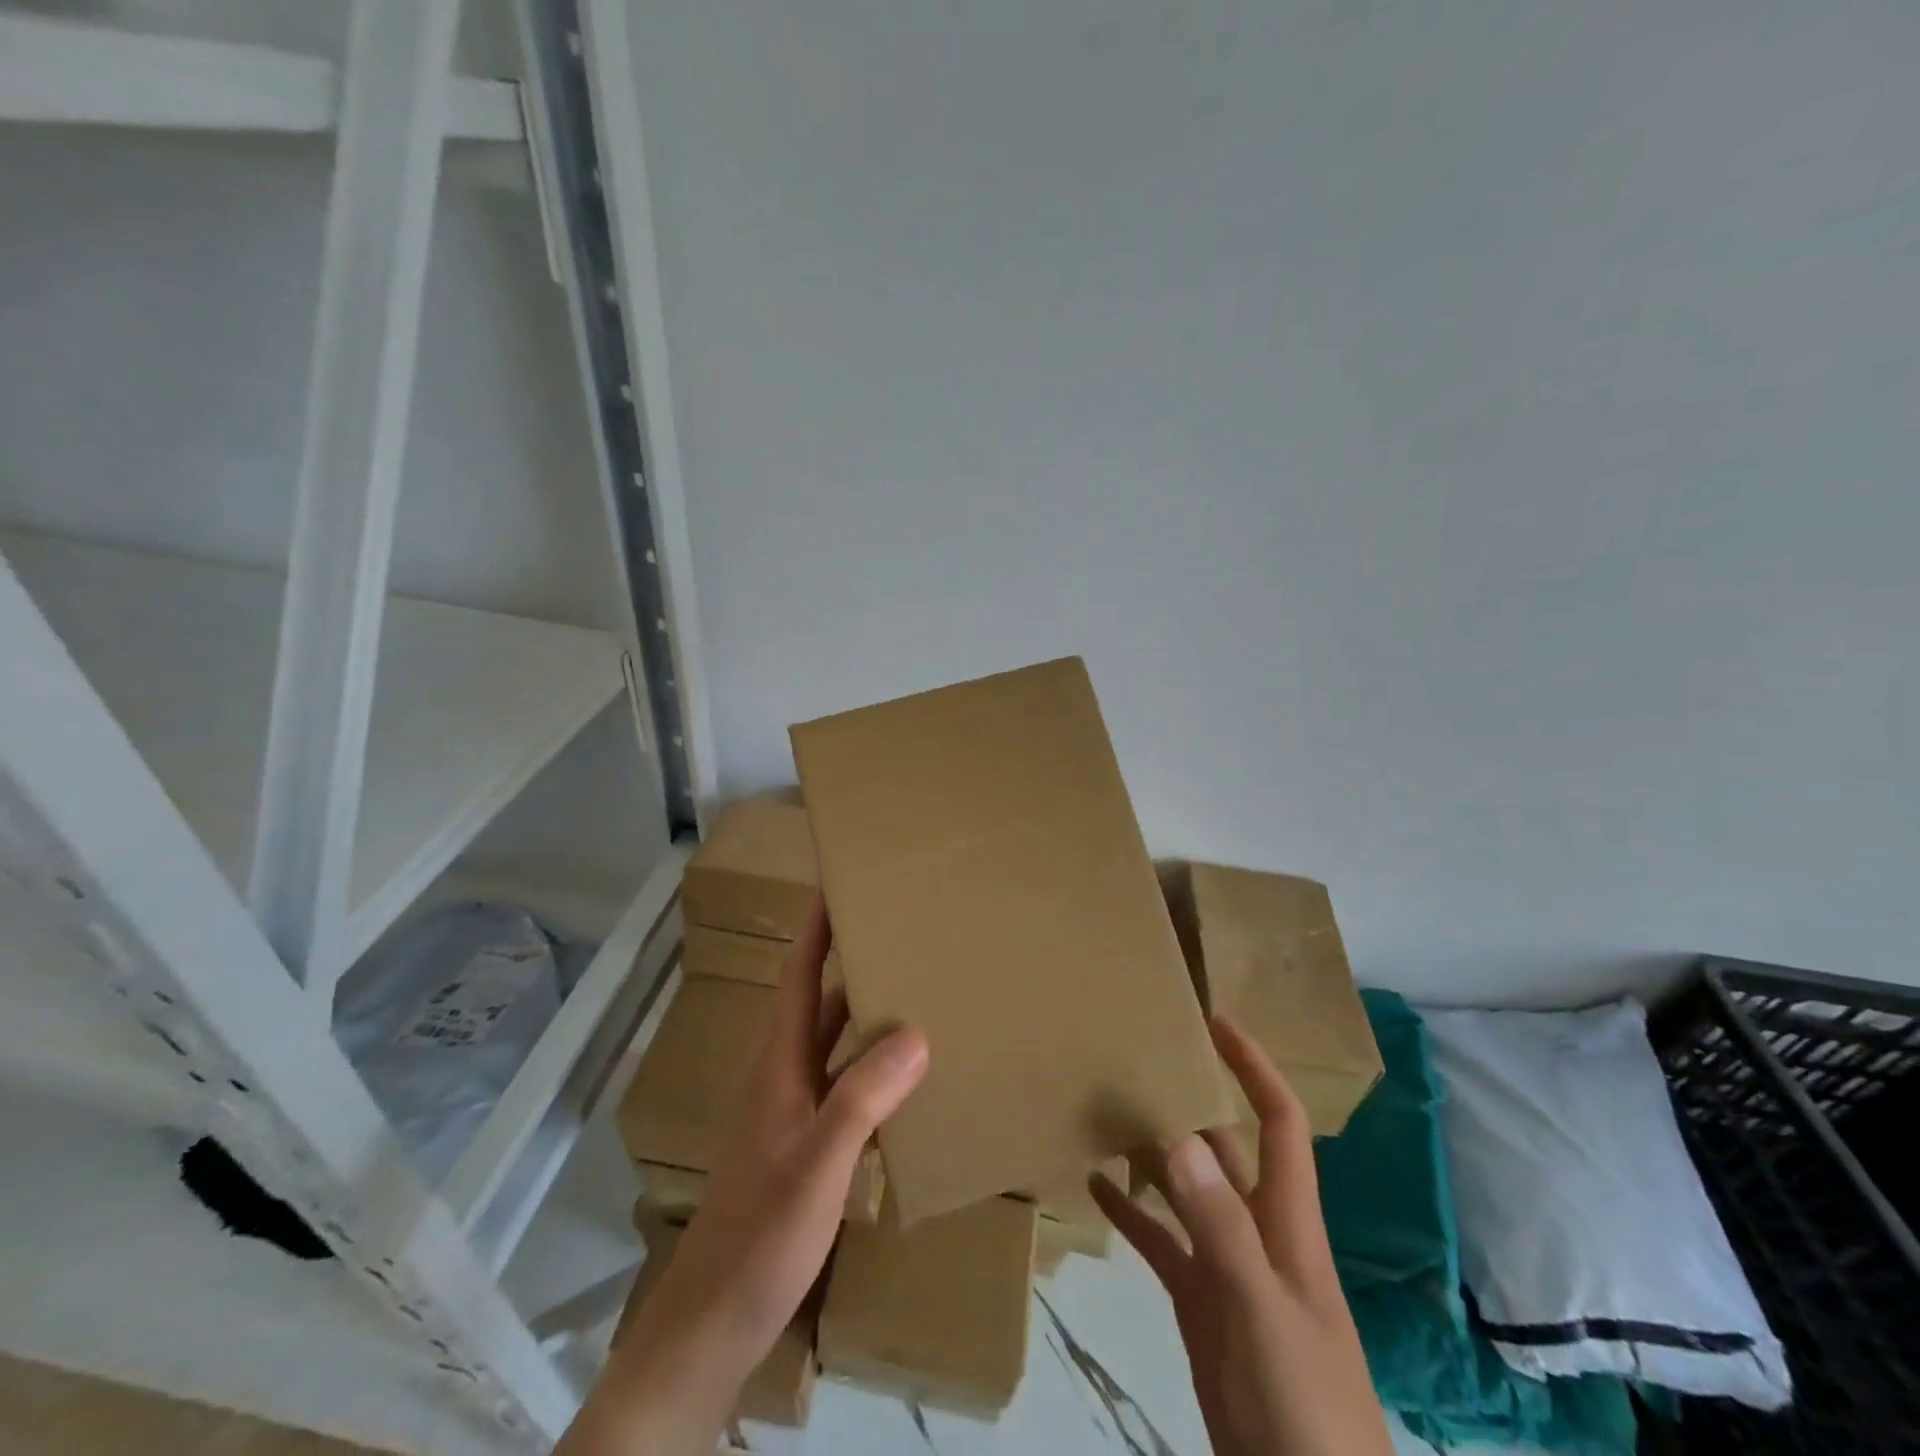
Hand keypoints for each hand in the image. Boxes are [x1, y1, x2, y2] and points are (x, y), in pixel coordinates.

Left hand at [560, 900, 928, 1455]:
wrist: (713, 1324)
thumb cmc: (761, 1235)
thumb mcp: (818, 1164)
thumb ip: (863, 1097)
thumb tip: (916, 1031)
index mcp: (780, 1066)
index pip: (798, 979)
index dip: (816, 930)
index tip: (839, 884)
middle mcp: (784, 1078)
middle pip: (818, 1003)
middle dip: (850, 961)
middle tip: (898, 931)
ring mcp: (793, 1114)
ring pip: (833, 1045)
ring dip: (864, 1014)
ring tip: (913, 990)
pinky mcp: (805, 1147)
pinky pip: (845, 1084)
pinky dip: (873, 1065)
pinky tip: (904, 1075)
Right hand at [1090, 1016, 1392, 1455]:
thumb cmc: (1306, 1405)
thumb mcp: (1264, 1311)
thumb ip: (1221, 1227)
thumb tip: (1180, 1136)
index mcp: (1287, 1223)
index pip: (1278, 1122)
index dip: (1254, 1068)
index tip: (1214, 1022)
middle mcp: (1256, 1232)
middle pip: (1223, 1147)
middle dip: (1189, 1099)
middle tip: (1134, 1057)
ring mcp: (1226, 1270)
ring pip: (1185, 1190)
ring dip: (1151, 1150)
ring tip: (1102, 1107)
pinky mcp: (1200, 1307)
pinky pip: (1160, 1243)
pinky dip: (1130, 1212)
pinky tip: (1093, 1185)